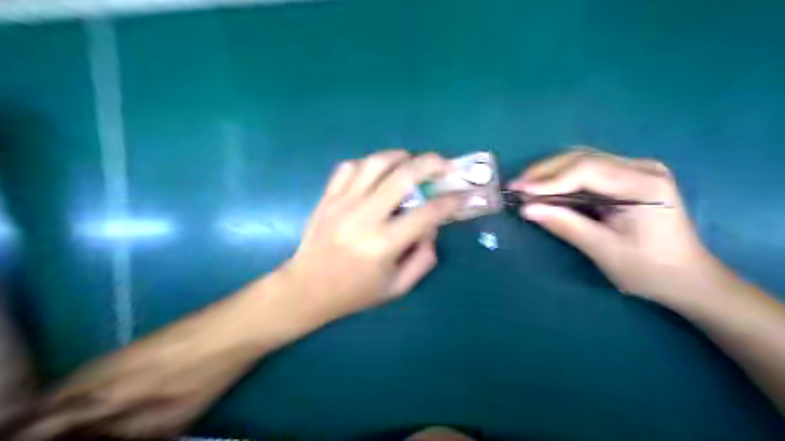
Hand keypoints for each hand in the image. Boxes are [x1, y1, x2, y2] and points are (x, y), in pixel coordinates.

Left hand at [278, 151, 460, 322]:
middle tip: (444, 164)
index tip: (463, 195)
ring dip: (399, 156)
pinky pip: (348, 167)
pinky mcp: (328, 197)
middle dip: (431, 164)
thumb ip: (423, 259)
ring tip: (411, 161)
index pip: (427, 213)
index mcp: (384, 244)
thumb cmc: (354, 292)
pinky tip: (377, 171)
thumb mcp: (397, 287)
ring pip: (375, 163)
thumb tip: (432, 228)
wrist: (306, 289)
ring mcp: (343, 203)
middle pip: (403, 176)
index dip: (451, 201)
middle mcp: (364, 217)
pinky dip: (368, 163)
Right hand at [510, 150, 723, 303]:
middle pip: (583, 158)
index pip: (587, 170)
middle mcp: (642, 168)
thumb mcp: (604, 250)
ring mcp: (637, 169)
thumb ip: (565, 225)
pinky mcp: (629, 177)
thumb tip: (527, 210)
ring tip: (525, 187)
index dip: (548, 179)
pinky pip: (589, 170)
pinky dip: (563, 178)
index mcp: (643, 185)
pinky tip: (546, 188)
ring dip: (551, 172)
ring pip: (583, 160)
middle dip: (545, 172)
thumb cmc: (649, 270)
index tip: (519, 190)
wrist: (687, 278)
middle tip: (515, 186)